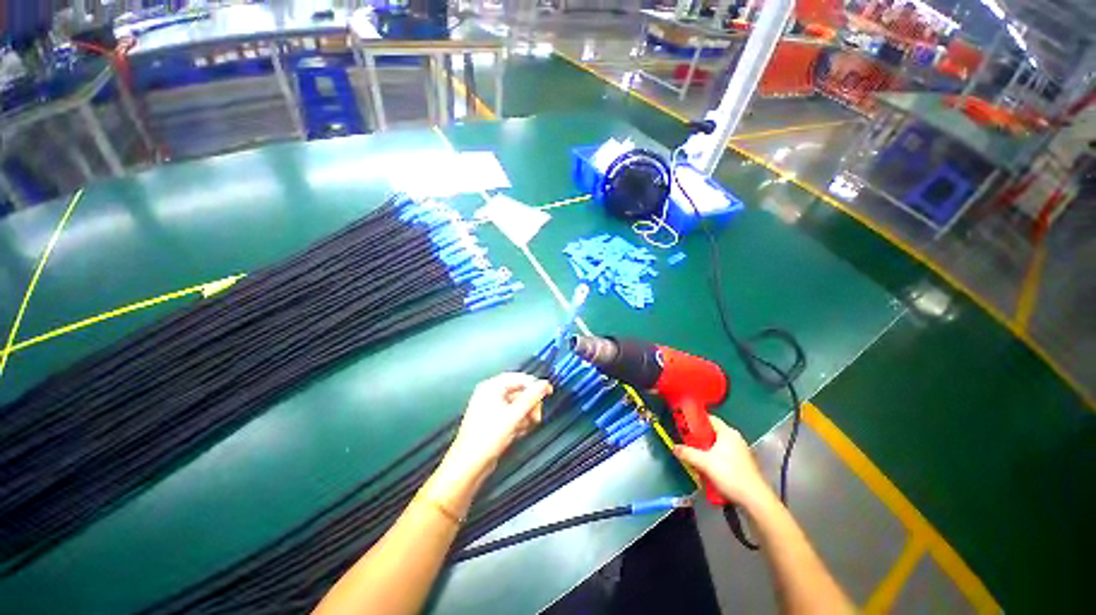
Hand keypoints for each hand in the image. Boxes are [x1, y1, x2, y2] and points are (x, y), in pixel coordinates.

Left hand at [445, 373, 552, 477]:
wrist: (469, 465)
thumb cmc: (488, 437)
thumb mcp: (514, 415)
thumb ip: (532, 397)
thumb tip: (545, 384)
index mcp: (491, 387)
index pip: (519, 378)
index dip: (534, 384)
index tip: (548, 392)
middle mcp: (490, 394)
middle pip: (519, 391)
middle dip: (530, 404)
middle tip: (536, 417)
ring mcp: (491, 407)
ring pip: (517, 405)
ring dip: (525, 415)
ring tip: (523, 428)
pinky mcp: (493, 421)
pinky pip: (512, 415)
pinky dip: (518, 422)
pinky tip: (517, 433)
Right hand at [672, 417, 773, 510]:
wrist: (754, 499)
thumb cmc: (729, 474)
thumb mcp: (704, 463)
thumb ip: (687, 453)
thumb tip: (674, 447)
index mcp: (727, 432)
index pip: (709, 418)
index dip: (695, 420)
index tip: (683, 424)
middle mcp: (735, 438)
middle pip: (712, 433)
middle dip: (698, 438)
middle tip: (686, 443)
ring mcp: (740, 451)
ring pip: (717, 446)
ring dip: (705, 451)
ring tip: (694, 457)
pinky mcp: (742, 464)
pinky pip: (723, 456)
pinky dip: (714, 459)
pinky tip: (707, 469)